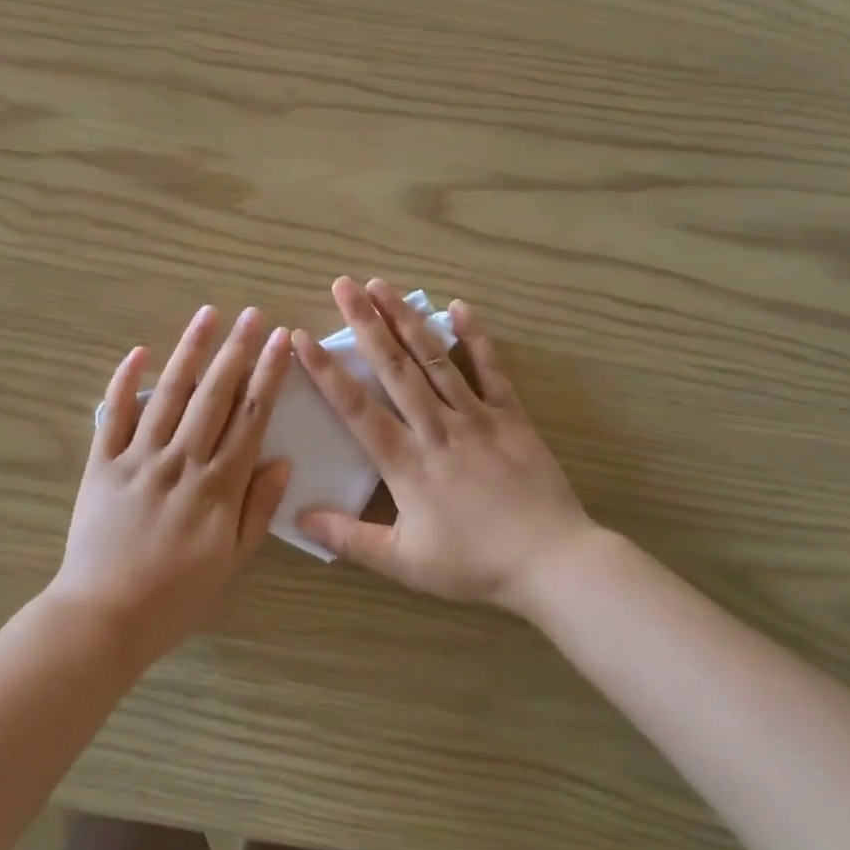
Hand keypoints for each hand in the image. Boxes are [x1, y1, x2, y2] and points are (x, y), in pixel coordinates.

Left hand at [52, 305, 292, 664]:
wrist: (104, 617)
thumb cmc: (177, 596)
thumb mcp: (232, 562)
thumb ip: (258, 509)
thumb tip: (282, 461)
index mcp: (219, 486)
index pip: (251, 417)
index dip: (268, 375)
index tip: (282, 341)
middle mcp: (182, 461)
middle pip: (214, 394)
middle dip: (236, 350)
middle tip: (252, 314)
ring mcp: (139, 458)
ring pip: (170, 394)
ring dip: (190, 351)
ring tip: (208, 315)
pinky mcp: (103, 464)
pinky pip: (114, 415)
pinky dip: (126, 382)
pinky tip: (139, 352)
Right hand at [293, 277, 620, 615]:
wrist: (551, 562)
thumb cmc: (473, 563)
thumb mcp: (403, 562)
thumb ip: (349, 537)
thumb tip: (298, 516)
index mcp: (406, 462)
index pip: (356, 408)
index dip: (326, 372)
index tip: (302, 338)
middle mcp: (436, 428)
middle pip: (394, 368)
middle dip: (365, 324)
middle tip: (343, 286)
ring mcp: (476, 417)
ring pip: (435, 359)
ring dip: (406, 320)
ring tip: (383, 286)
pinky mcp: (511, 416)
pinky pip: (491, 370)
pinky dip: (475, 338)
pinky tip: (457, 307)